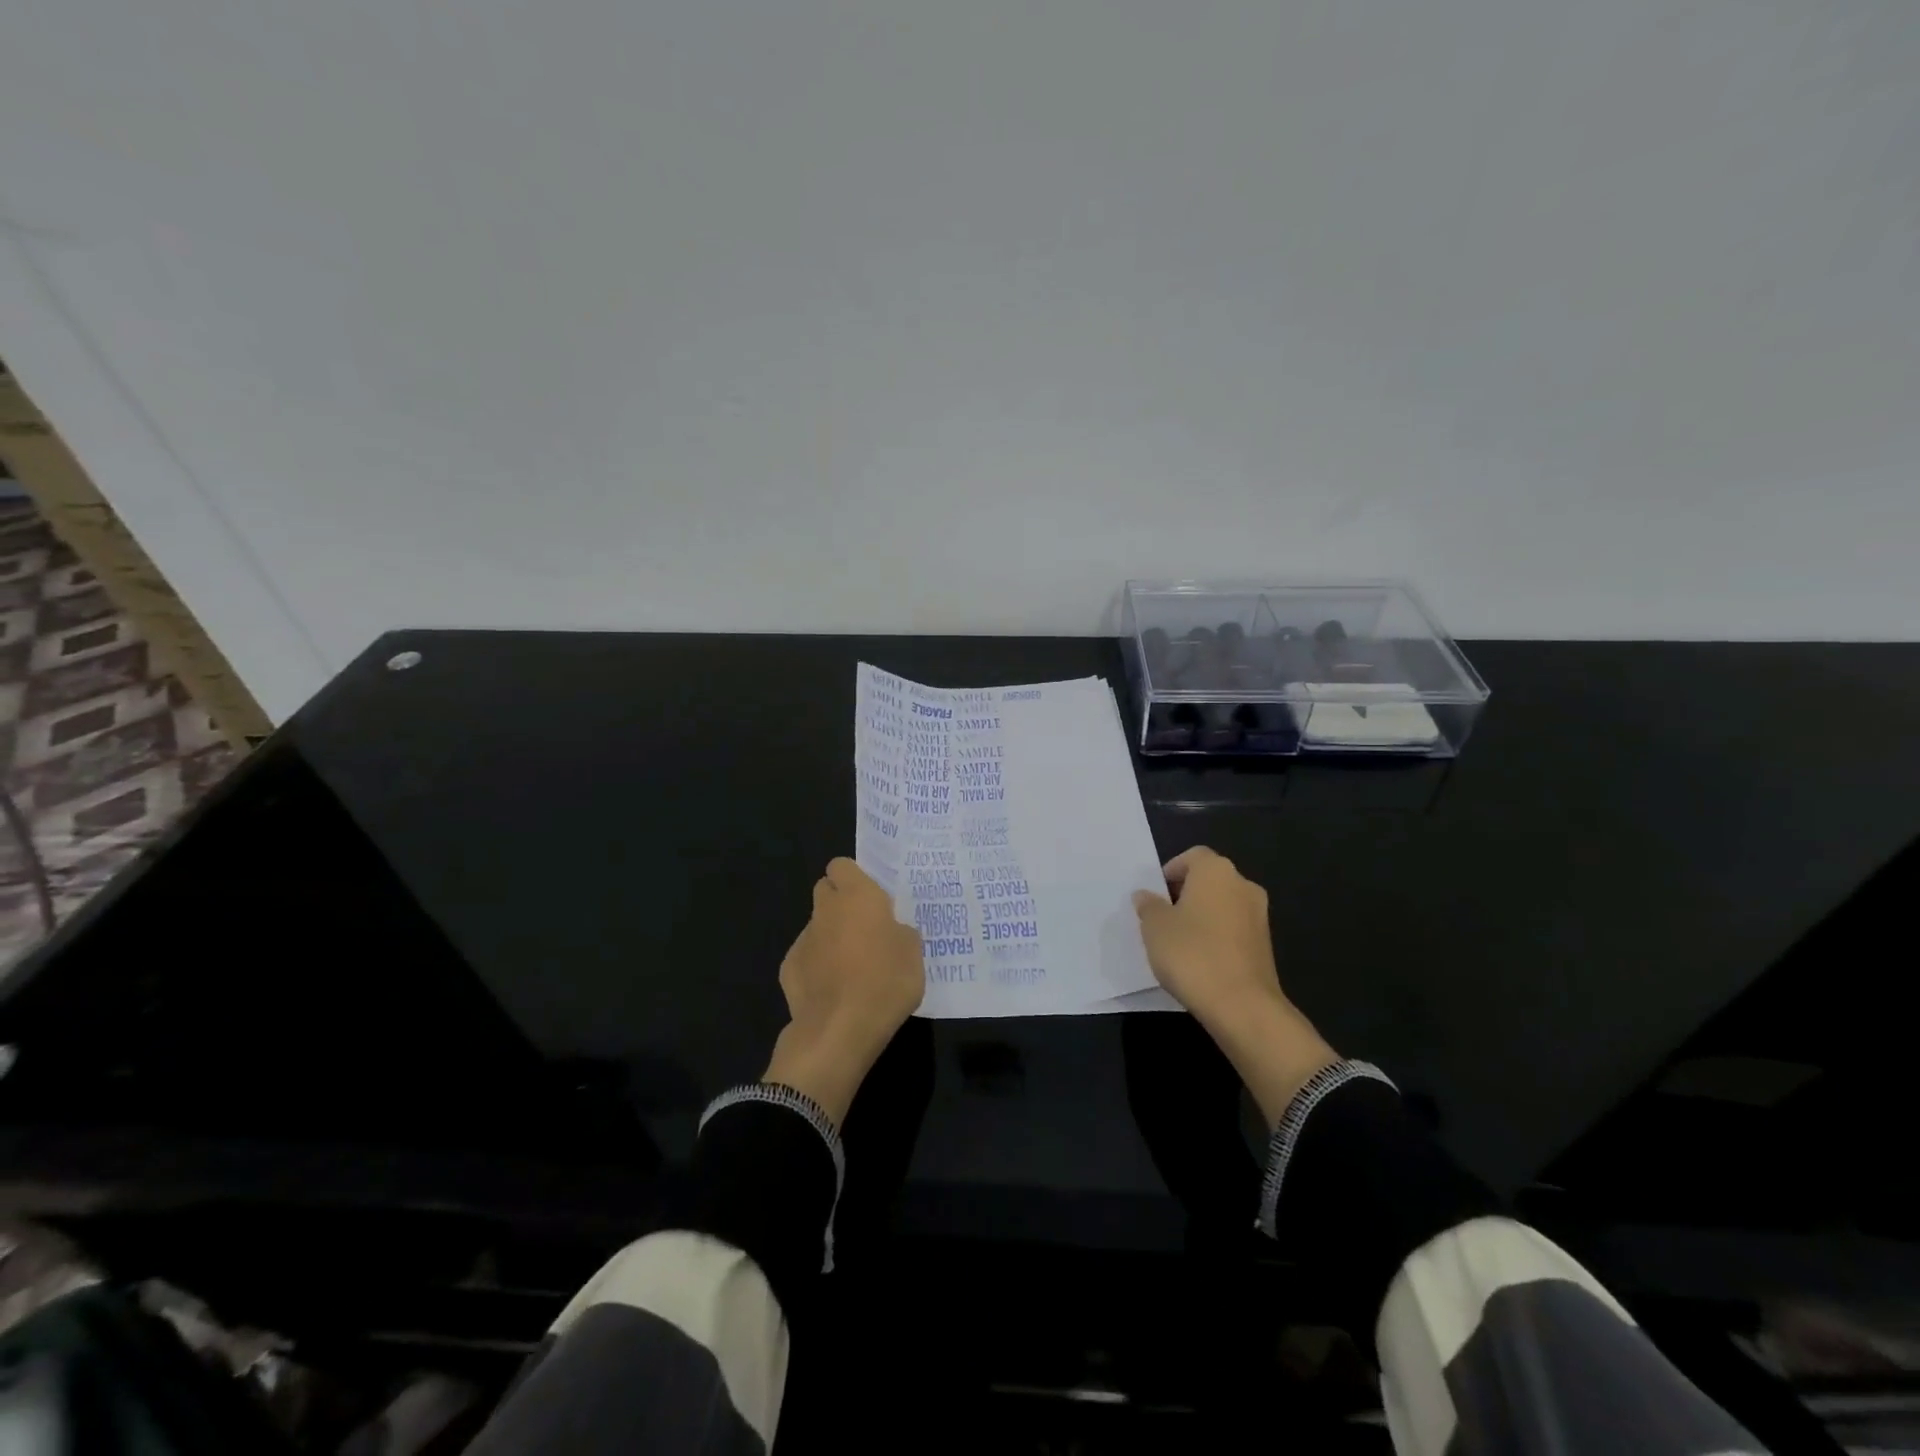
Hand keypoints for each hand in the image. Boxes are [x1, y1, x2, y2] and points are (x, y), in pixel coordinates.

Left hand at [763, 858, 924, 1124]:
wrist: (840, 1028)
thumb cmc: (886, 981)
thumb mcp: (914, 954)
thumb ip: (901, 932)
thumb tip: (892, 932)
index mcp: (857, 895)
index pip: (842, 865)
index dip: (854, 878)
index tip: (871, 898)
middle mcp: (826, 909)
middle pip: (826, 891)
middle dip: (840, 903)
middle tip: (864, 928)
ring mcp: (803, 938)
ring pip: (817, 926)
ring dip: (831, 937)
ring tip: (852, 967)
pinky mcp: (788, 968)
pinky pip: (806, 957)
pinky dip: (817, 966)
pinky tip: (833, 990)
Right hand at [1133, 846, 1336, 1126]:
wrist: (1242, 1006)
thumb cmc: (1192, 954)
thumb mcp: (1154, 927)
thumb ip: (1148, 906)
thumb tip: (1146, 896)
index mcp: (1216, 870)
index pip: (1191, 856)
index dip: (1170, 872)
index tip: (1154, 896)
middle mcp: (1243, 884)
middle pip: (1208, 879)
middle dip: (1185, 894)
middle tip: (1161, 918)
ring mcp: (1259, 915)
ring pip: (1222, 905)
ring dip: (1201, 916)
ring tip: (1177, 942)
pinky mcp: (1265, 945)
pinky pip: (1233, 929)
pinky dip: (1216, 936)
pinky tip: (1199, 960)